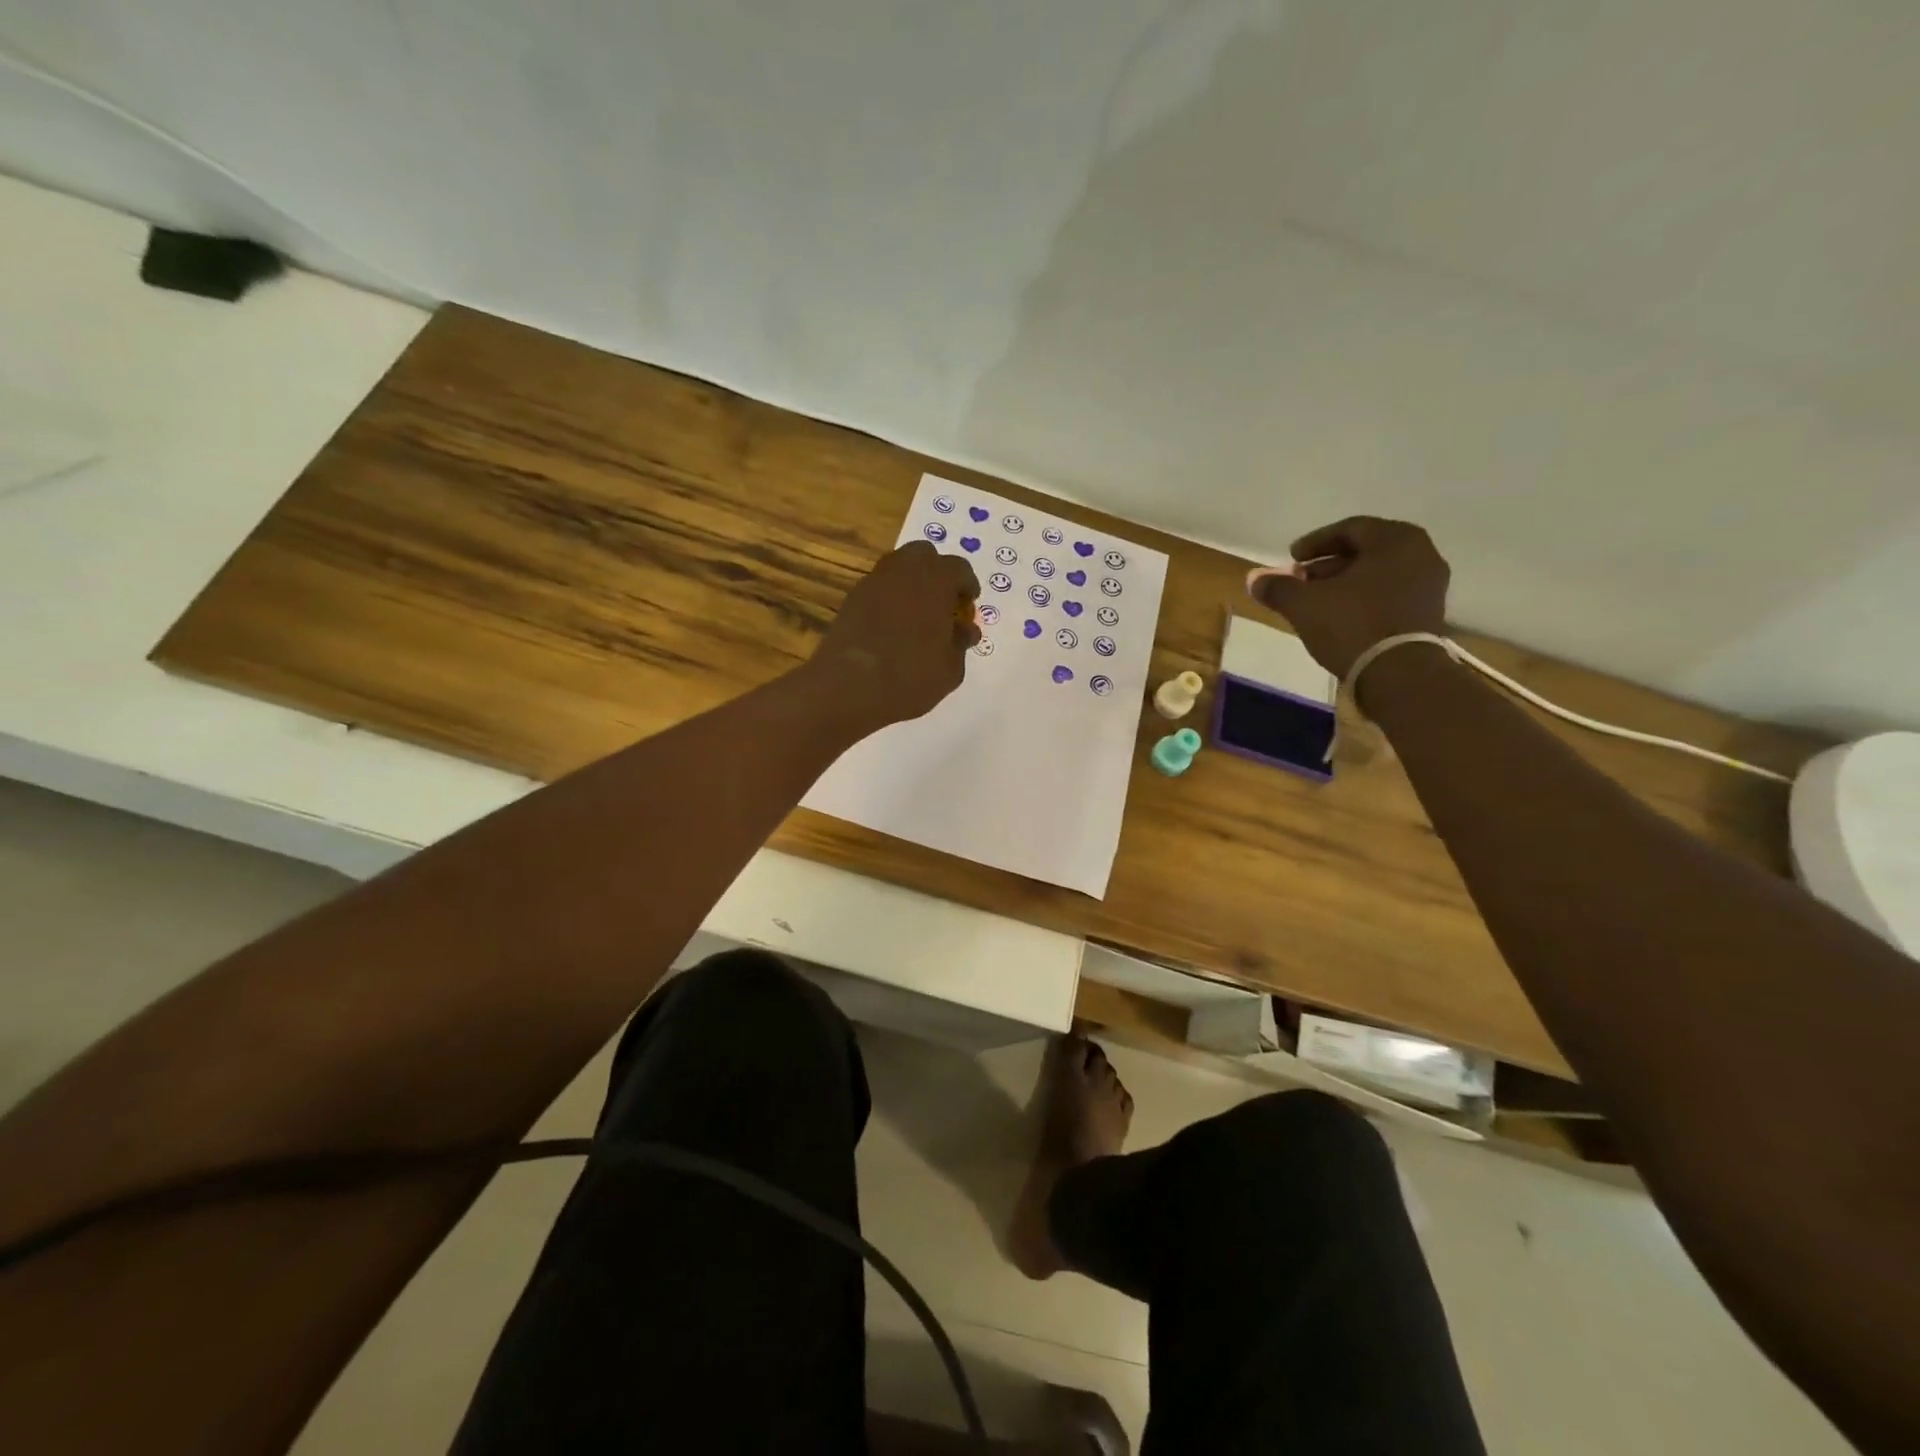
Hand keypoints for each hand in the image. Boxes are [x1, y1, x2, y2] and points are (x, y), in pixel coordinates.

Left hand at [807, 540, 980, 730]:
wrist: (849, 687)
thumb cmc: (910, 676)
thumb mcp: (950, 668)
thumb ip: (961, 643)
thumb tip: (966, 630)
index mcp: (935, 580)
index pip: (959, 568)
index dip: (967, 585)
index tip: (969, 605)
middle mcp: (904, 571)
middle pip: (924, 555)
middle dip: (937, 573)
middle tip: (943, 602)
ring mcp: (873, 582)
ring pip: (898, 567)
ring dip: (911, 582)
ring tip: (917, 613)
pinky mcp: (852, 599)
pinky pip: (878, 587)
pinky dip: (889, 597)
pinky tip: (892, 625)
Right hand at [1248, 517, 1449, 679]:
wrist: (1399, 674)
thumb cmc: (1352, 625)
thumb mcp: (1304, 604)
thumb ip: (1278, 587)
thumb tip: (1253, 579)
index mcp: (1395, 540)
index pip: (1350, 528)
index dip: (1315, 542)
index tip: (1292, 558)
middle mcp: (1421, 554)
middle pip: (1366, 551)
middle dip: (1329, 564)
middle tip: (1301, 579)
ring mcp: (1429, 585)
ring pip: (1379, 573)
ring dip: (1346, 582)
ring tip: (1317, 600)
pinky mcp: (1429, 614)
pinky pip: (1391, 593)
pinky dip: (1364, 598)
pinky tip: (1340, 616)